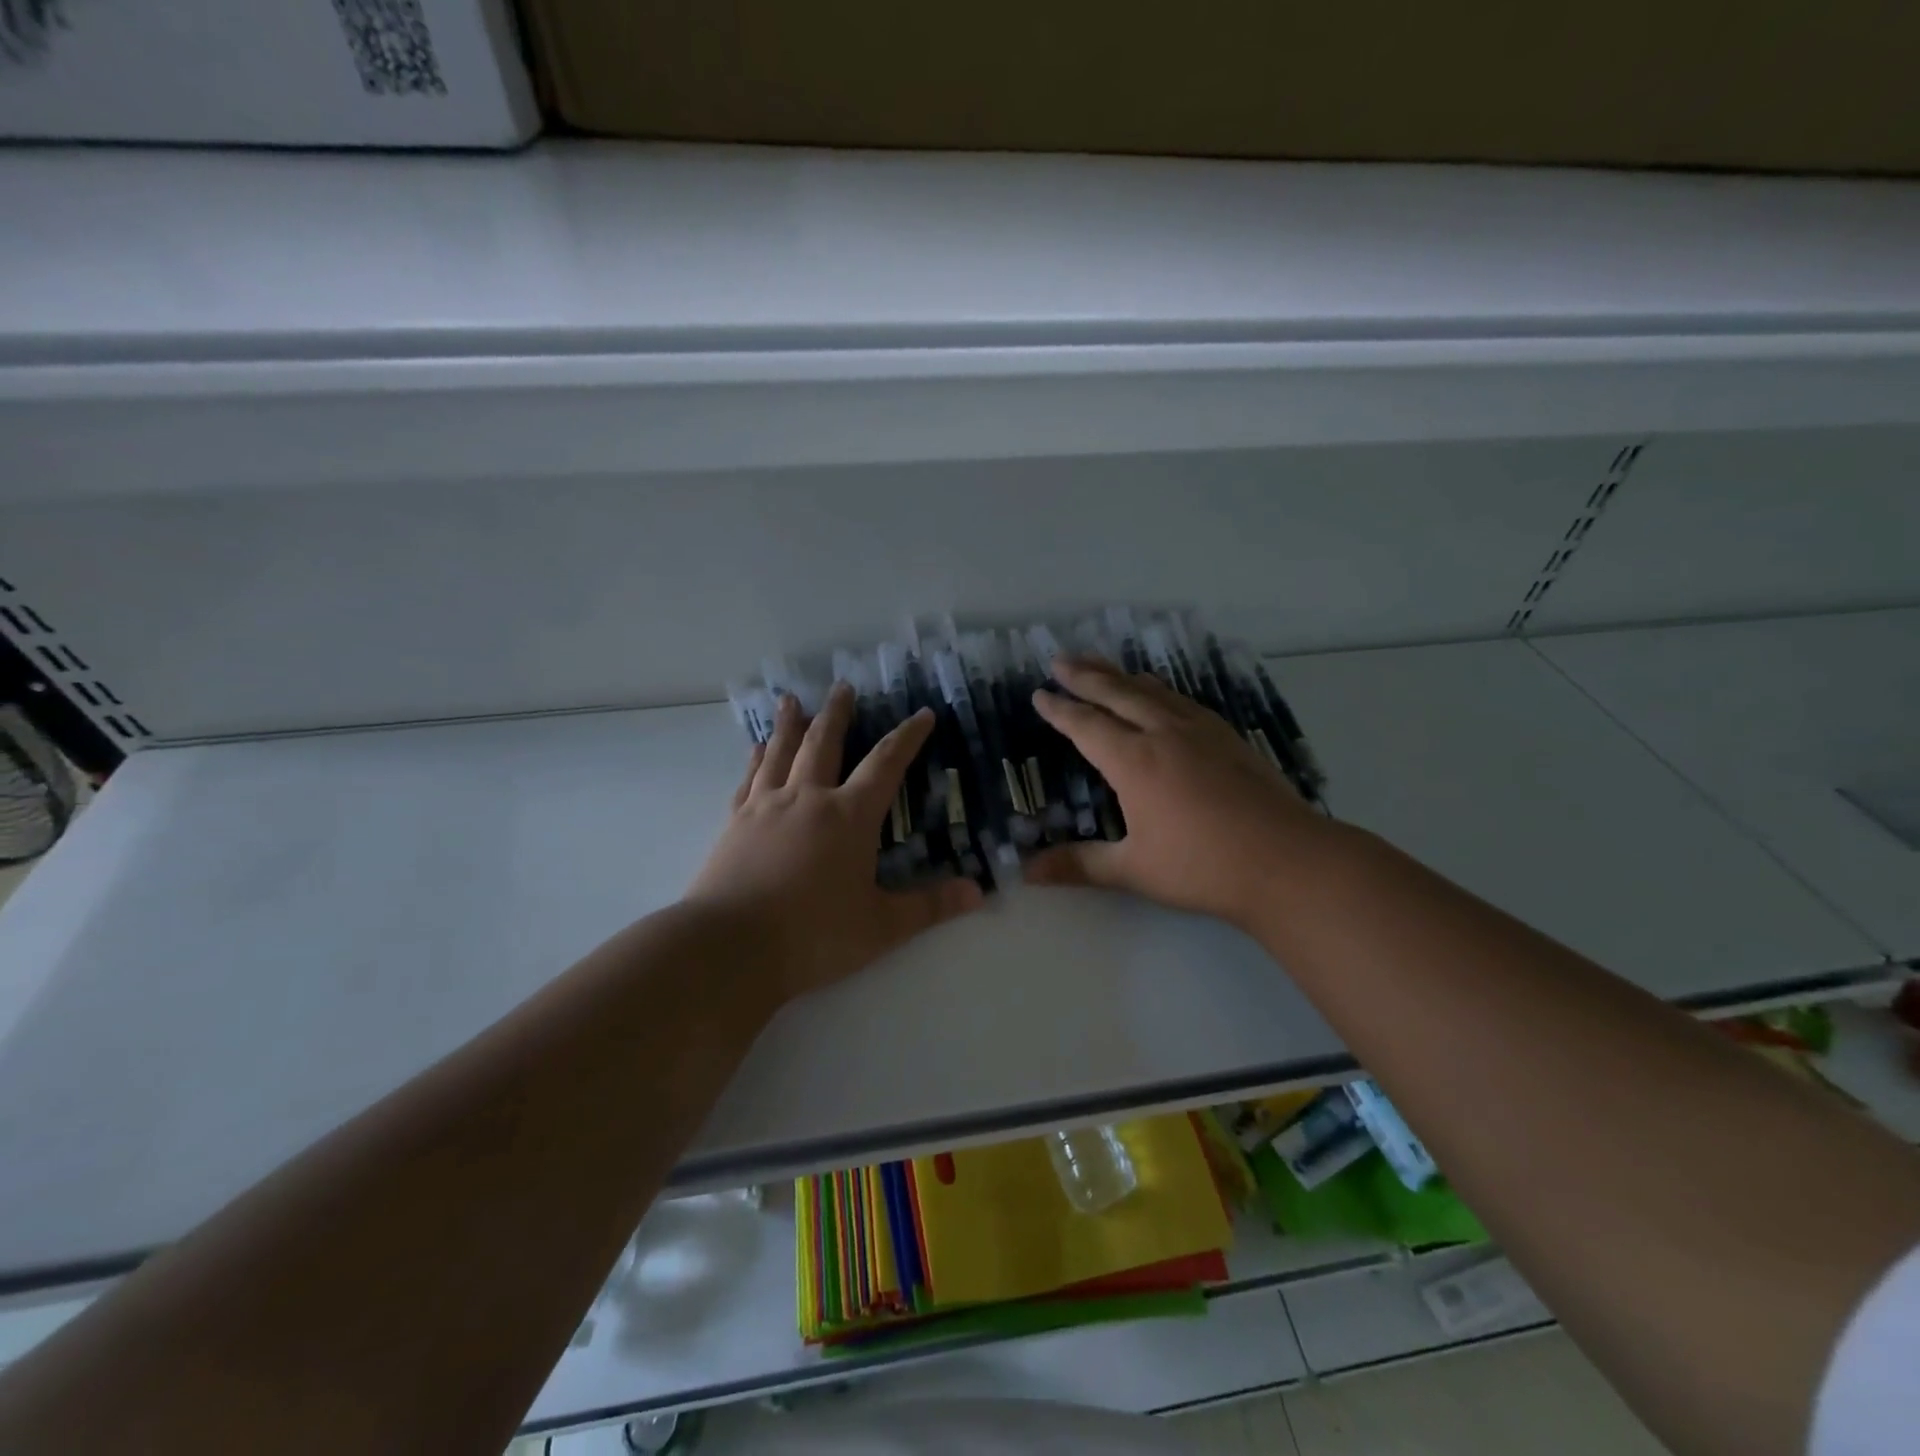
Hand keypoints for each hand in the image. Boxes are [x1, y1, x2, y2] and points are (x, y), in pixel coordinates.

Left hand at [687, 685, 983, 1001]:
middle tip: (843, 686)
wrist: (730, 948)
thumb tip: (978, 892)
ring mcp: (766, 807)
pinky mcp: (734, 823)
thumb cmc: (813, 936)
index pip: (885, 764)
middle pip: (824, 743)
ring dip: (790, 723)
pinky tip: (757, 748)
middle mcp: (808, 799)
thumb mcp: (881, 927)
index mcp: (849, 817)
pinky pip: (749, 778)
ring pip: (781, 752)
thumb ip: (930, 906)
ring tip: (792, 700)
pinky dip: (756, 758)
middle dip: (838, 714)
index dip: (907, 737)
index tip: (922, 714)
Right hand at [1026, 656, 1333, 930]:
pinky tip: (1161, 693)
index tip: (1039, 694)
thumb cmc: (1203, 868)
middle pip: (1117, 694)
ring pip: (1152, 691)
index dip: (1060, 710)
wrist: (1287, 861)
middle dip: (1085, 675)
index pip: (1086, 725)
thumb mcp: (1134, 870)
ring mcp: (1200, 731)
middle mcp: (1164, 734)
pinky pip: (1183, 700)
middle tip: (1060, 659)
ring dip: (1121, 676)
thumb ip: (1079, 865)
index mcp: (1134, 761)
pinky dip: (1160, 689)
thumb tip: (1027, 873)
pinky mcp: (1228, 737)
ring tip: (1102, 664)